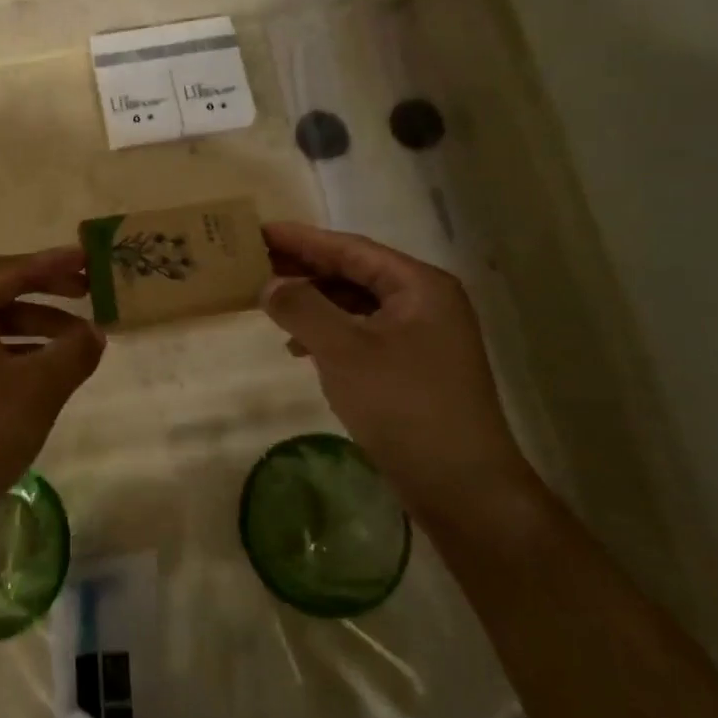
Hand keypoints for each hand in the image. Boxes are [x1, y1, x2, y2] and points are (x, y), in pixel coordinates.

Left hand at [0, 248, 104, 537]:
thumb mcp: (37, 390)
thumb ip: (73, 352)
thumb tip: (94, 333)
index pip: (9, 269)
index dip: (52, 263)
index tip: (88, 259)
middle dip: (43, 292)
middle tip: (85, 294)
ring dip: (30, 326)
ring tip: (73, 344)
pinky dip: (8, 351)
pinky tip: (37, 373)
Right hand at [261, 222, 534, 529]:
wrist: (461, 487)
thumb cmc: (403, 406)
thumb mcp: (345, 351)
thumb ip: (303, 308)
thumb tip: (270, 284)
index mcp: (419, 286)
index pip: (351, 248)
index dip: (302, 239)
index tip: (259, 230)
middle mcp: (426, 302)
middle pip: (355, 273)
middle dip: (305, 269)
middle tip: (256, 262)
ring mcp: (422, 337)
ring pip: (357, 305)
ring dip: (314, 302)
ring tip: (270, 302)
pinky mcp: (413, 368)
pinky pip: (362, 334)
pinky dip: (329, 334)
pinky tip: (298, 348)